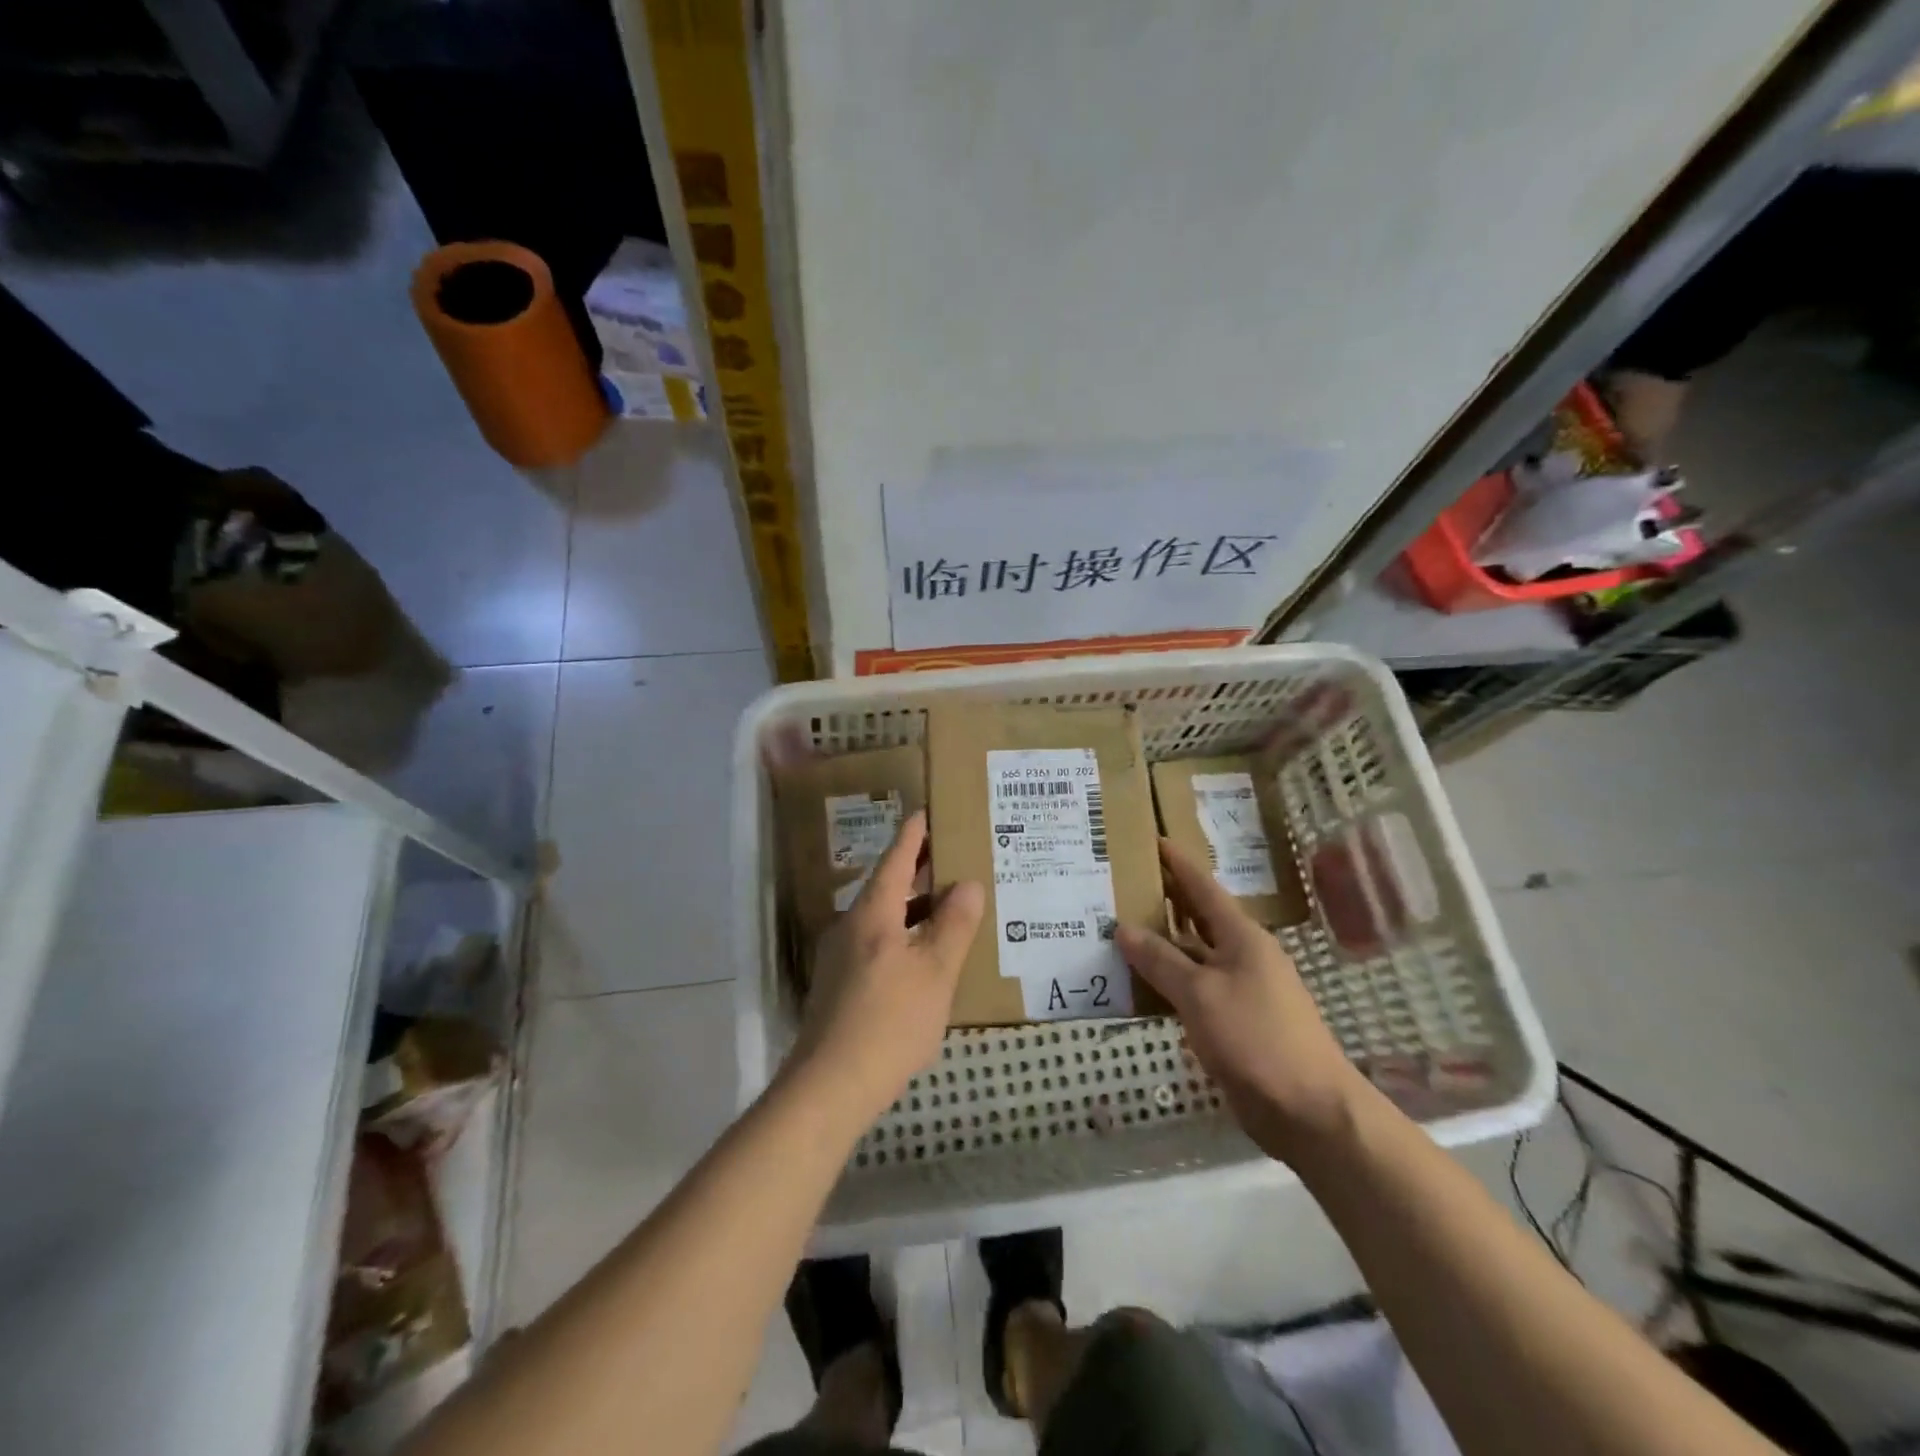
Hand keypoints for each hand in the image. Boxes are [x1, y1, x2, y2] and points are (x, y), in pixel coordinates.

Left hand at [790, 811, 985, 1125]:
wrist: (830, 1085)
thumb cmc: (890, 1021)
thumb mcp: (935, 972)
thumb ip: (954, 925)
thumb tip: (968, 884)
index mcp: (872, 913)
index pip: (895, 859)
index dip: (914, 834)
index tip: (927, 811)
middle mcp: (850, 926)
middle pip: (887, 886)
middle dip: (917, 870)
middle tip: (950, 856)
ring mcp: (840, 956)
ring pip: (882, 917)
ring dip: (912, 907)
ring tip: (945, 904)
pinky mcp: (839, 984)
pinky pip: (876, 943)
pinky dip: (902, 934)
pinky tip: (922, 955)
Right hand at [1116, 838, 1366, 1161]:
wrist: (1309, 1111)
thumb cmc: (1256, 1038)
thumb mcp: (1200, 994)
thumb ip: (1160, 961)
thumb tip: (1123, 928)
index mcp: (1242, 937)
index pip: (1203, 887)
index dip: (1178, 863)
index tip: (1153, 839)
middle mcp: (1243, 956)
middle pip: (1197, 919)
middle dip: (1164, 901)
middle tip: (1124, 885)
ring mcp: (1242, 990)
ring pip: (1193, 956)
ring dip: (1161, 945)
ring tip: (1120, 931)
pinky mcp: (1236, 1022)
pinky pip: (1195, 990)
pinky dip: (1168, 982)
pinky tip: (1140, 985)